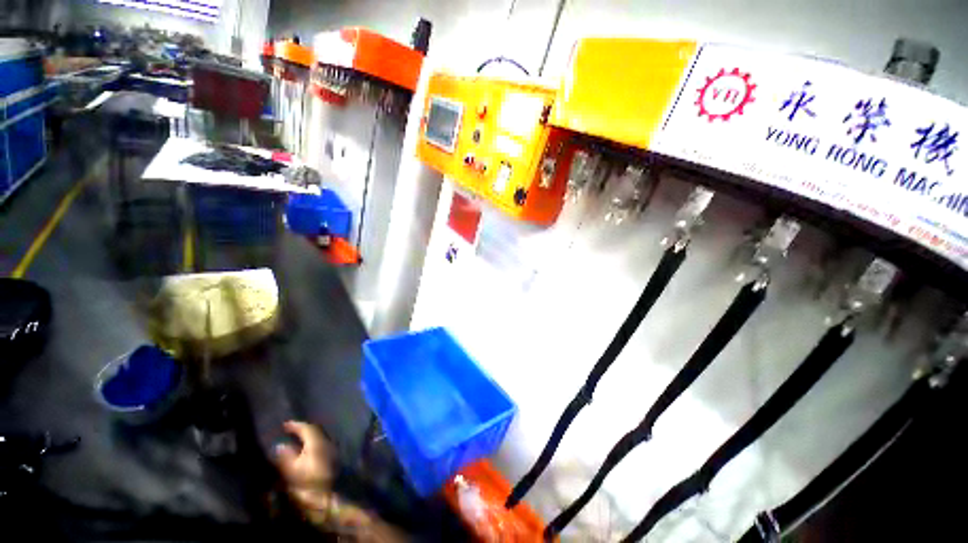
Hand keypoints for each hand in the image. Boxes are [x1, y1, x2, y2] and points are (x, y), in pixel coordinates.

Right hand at [274, 421, 335, 499]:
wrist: (328, 497)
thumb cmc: (308, 484)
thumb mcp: (292, 471)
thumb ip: (286, 456)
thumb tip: (280, 445)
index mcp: (317, 442)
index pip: (307, 428)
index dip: (296, 425)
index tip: (284, 425)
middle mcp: (327, 441)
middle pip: (315, 430)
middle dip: (303, 429)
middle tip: (290, 430)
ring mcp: (331, 449)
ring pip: (319, 436)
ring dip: (308, 435)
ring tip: (296, 438)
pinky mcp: (333, 457)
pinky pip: (321, 443)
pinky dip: (313, 442)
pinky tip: (306, 448)